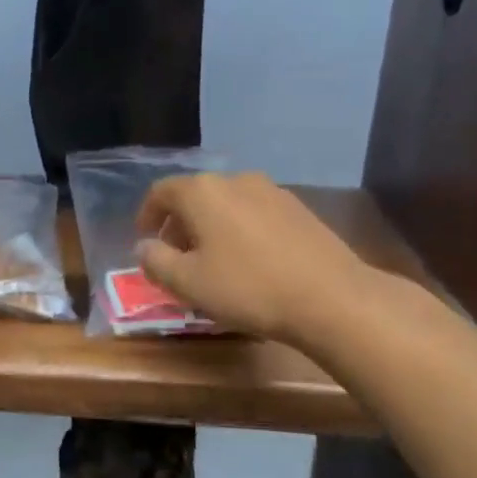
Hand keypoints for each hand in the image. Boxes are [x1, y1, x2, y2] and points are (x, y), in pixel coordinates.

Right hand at [134, 172, 371, 341]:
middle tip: (175, 258)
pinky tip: (249, 262)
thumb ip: (155, 261)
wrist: (331, 298)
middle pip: (195, 196)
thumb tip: (145, 246)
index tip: (145, 240)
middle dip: (179, 225)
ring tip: (212, 262)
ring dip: (211, 228)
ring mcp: (272, 191)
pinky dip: (239, 230)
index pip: (161, 192)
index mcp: (202, 191)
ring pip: (226, 204)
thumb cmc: (248, 287)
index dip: (147, 215)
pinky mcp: (299, 209)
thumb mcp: (187, 283)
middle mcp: (235, 180)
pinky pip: (254, 213)